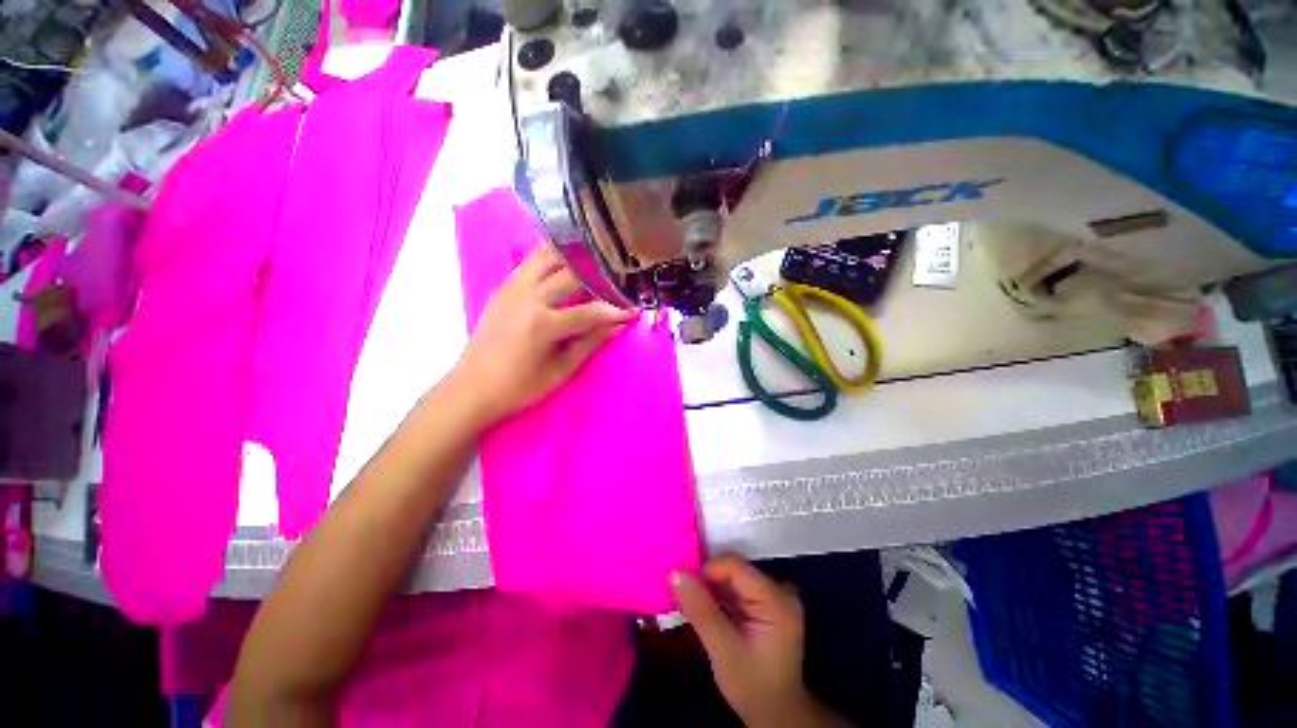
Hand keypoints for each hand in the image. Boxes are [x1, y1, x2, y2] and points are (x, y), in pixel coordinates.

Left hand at [454, 245, 633, 422]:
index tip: (634, 310)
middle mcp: (528, 297)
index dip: (616, 310)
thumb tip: (618, 325)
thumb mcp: (561, 370)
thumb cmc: (519, 387)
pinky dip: (553, 258)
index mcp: (542, 324)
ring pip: (548, 256)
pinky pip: (532, 262)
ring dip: (575, 258)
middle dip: (600, 277)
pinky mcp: (504, 286)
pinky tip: (567, 266)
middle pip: (572, 274)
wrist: (471, 387)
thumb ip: (591, 342)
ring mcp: (513, 287)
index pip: (590, 310)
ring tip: (595, 264)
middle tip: (619, 282)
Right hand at [673, 555, 842, 727]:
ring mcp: (776, 596)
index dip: (706, 570)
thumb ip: (700, 610)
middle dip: (708, 579)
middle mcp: (780, 590)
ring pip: (734, 576)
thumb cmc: (752, 686)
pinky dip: (721, 594)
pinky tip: (708, 609)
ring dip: (712, 587)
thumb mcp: (723, 651)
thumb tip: (675, 573)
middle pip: (735, 568)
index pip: (734, 565)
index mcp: (776, 600)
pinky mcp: (769, 603)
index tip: (684, 587)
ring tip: (693, 603)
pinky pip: (739, 586)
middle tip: (686, 597)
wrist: (777, 715)